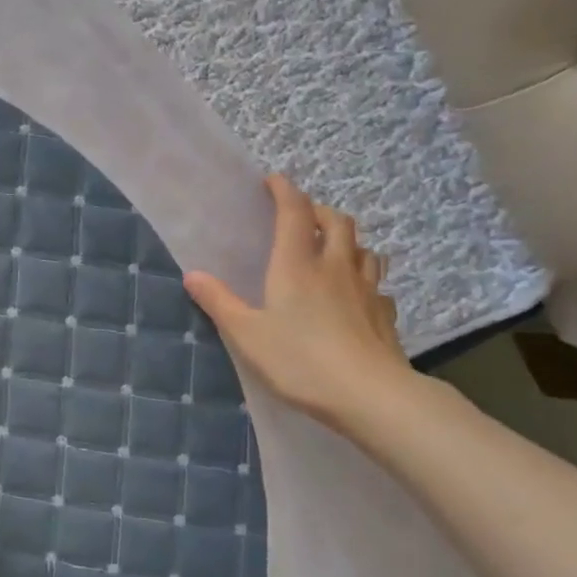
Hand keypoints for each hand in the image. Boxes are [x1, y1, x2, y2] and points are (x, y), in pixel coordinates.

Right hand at [183, 174, 419, 432]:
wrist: (370, 395)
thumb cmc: (300, 360)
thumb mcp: (247, 334)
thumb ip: (219, 302)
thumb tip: (192, 274)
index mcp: (297, 265)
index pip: (294, 212)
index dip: (285, 191)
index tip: (274, 181)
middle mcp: (335, 267)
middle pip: (337, 222)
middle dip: (320, 211)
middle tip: (303, 218)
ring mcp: (366, 290)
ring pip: (364, 249)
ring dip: (348, 242)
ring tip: (333, 251)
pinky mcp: (385, 315)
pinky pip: (378, 286)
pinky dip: (366, 281)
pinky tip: (358, 297)